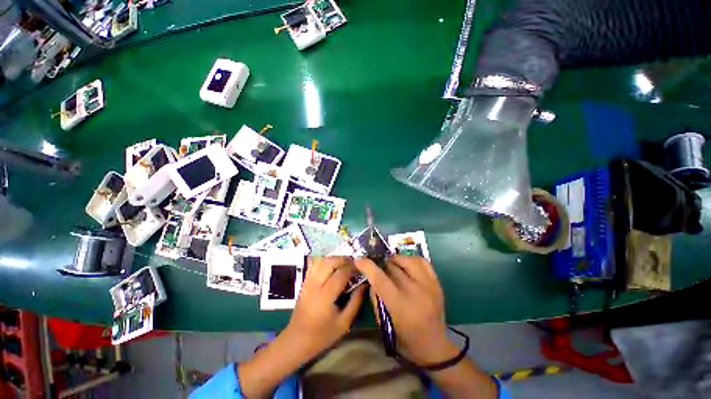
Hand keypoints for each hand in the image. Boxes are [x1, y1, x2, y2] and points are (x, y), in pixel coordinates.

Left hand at [282, 256, 365, 359]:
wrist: (297, 340)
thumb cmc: (322, 335)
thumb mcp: (344, 323)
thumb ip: (355, 302)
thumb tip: (364, 284)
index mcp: (325, 296)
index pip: (341, 274)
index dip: (352, 268)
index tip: (361, 269)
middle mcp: (315, 285)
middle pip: (330, 263)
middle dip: (344, 260)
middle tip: (354, 263)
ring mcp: (307, 282)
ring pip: (321, 261)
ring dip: (334, 259)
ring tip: (344, 263)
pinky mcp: (304, 282)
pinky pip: (314, 265)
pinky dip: (324, 261)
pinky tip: (331, 265)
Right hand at [355, 255, 459, 364]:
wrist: (434, 345)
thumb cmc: (405, 338)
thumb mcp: (384, 322)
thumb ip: (376, 298)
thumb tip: (372, 279)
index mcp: (400, 305)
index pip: (380, 279)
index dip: (367, 266)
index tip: (359, 260)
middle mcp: (415, 291)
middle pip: (393, 267)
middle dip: (381, 265)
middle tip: (378, 268)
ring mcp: (429, 285)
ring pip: (408, 260)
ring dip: (395, 260)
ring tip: (392, 264)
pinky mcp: (437, 283)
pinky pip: (423, 262)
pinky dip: (411, 259)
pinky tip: (406, 264)